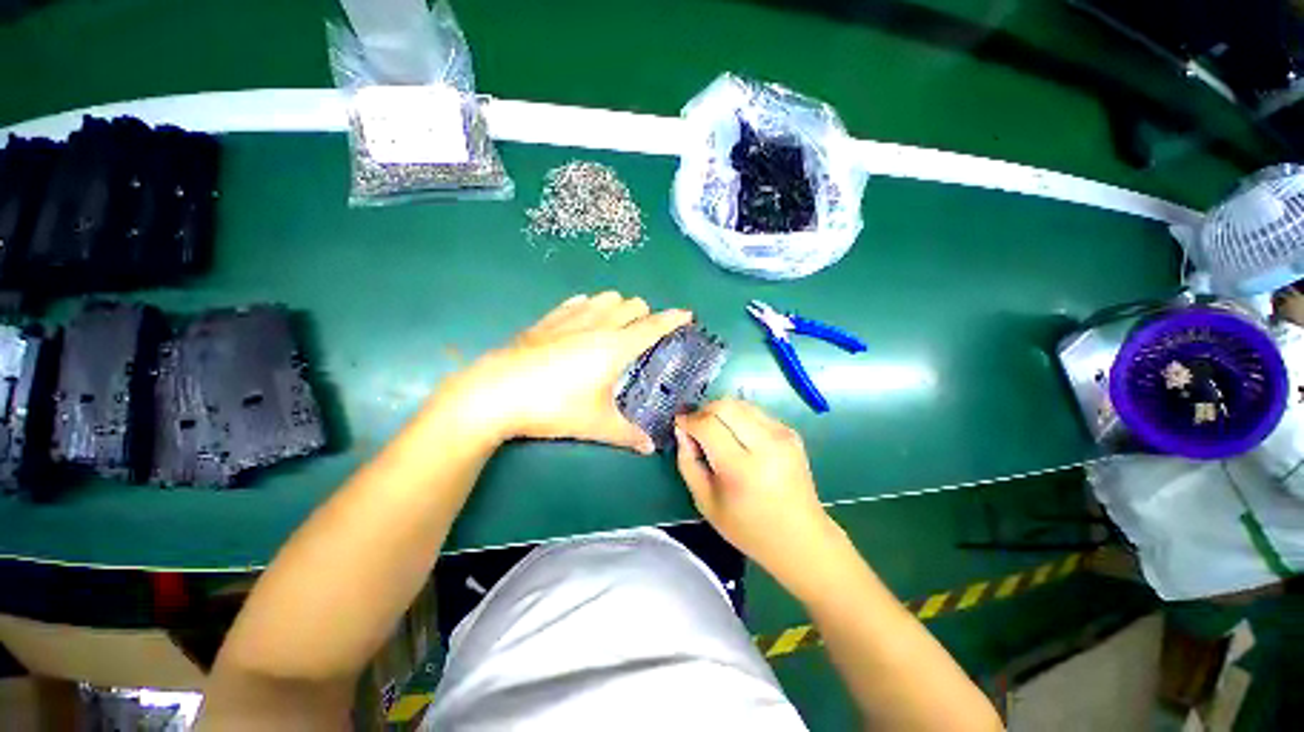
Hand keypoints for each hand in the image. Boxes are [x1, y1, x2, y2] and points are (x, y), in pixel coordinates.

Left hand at [439, 292, 692, 452]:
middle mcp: (597, 325)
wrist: (495, 394)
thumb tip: (649, 448)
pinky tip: (584, 316)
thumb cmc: (554, 407)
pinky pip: (575, 302)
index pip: (653, 326)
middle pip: (631, 305)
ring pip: (605, 298)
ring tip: (616, 326)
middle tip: (645, 335)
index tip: (686, 315)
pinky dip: (588, 306)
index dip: (673, 319)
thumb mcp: (595, 424)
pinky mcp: (546, 321)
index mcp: (615, 346)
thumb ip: (627, 434)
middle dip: (645, 314)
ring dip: (618, 306)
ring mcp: (569, 318)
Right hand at [675, 399, 840, 588]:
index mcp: (741, 468)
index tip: (679, 424)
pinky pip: (755, 412)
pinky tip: (738, 438)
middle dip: (704, 410)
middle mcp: (765, 444)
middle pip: (725, 405)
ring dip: (721, 411)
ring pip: (740, 403)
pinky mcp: (790, 432)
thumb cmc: (747, 528)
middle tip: (695, 427)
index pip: (708, 425)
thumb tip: (681, 430)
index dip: (689, 420)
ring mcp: (782, 435)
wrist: (801, 538)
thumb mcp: (705, 502)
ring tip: (715, 432)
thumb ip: (688, 462)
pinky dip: (738, 418)